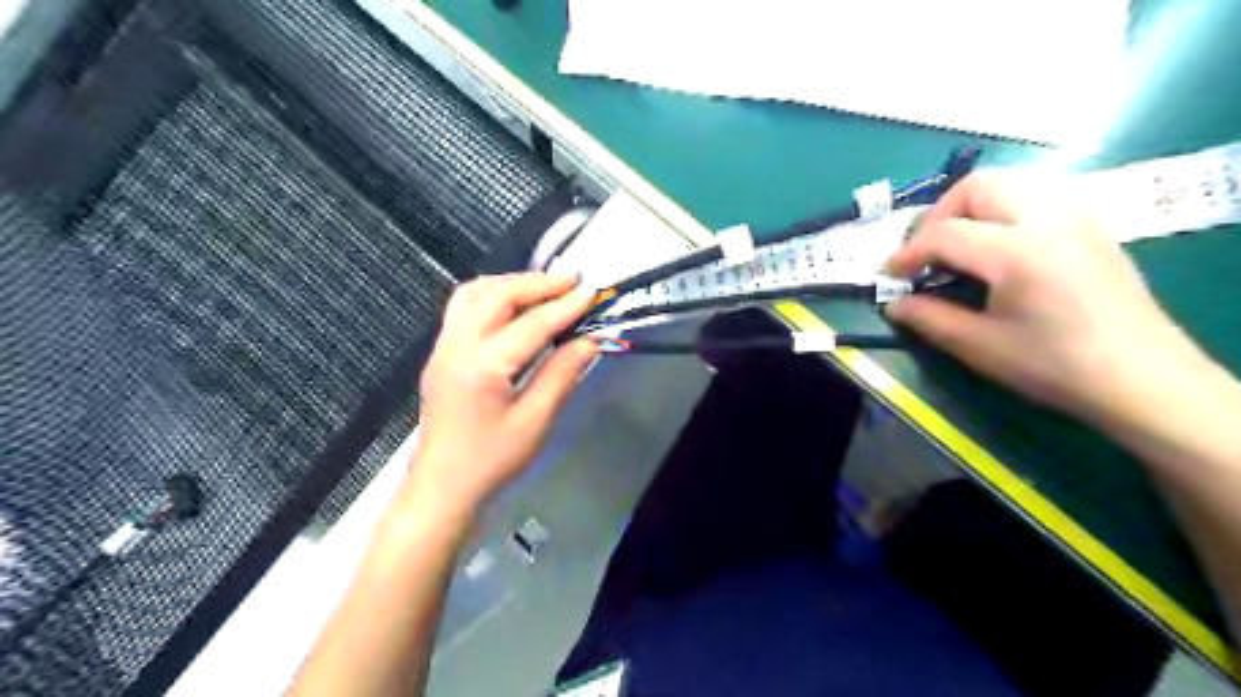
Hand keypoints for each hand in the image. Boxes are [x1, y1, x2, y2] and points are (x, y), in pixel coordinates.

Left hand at [412, 272, 597, 517]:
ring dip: (511, 284)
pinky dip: (492, 295)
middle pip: (497, 295)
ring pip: (474, 293)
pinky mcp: (441, 353)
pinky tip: (513, 305)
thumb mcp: (535, 421)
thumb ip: (562, 374)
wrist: (442, 486)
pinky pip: (463, 307)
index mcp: (483, 366)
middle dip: (537, 283)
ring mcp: (444, 346)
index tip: (592, 291)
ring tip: (544, 288)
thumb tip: (590, 340)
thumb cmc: (491, 460)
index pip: (531, 323)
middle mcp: (457, 345)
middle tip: (572, 281)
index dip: (565, 305)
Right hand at [882, 173, 1202, 423]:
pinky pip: (1036, 194)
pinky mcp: (1090, 225)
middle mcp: (1048, 218)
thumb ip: (929, 319)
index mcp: (1018, 251)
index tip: (889, 275)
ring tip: (956, 245)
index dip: (907, 252)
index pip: (945, 232)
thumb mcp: (980, 347)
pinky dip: (1002, 209)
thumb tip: (895, 305)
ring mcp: (1076, 216)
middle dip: (939, 214)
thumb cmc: (1055, 365)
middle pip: (977, 186)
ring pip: (1010, 182)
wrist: (1141, 377)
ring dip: (971, 207)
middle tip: (925, 252)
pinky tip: (997, 246)